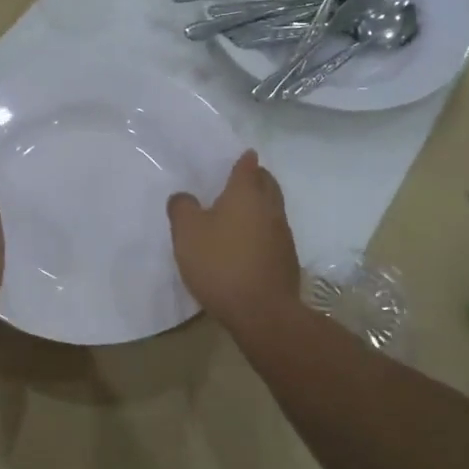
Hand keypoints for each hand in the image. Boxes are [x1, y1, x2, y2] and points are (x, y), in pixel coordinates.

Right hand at [167, 150, 300, 331]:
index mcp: (246, 193)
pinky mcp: (287, 259)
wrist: (262, 312)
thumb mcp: (187, 233)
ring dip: (259, 206)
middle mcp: (270, 207)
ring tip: (239, 213)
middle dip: (256, 178)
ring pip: (272, 209)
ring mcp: (282, 234)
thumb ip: (182, 208)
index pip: (248, 165)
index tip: (239, 156)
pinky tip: (247, 244)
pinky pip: (273, 234)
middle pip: (267, 183)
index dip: (242, 159)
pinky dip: (261, 231)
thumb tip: (183, 197)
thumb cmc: (221, 263)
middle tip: (239, 180)